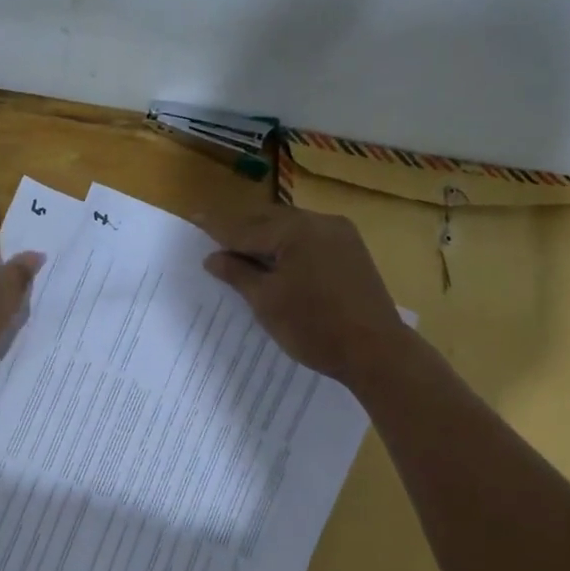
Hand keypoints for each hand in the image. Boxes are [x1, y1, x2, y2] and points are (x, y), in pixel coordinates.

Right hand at [200, 206, 409, 384]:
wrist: (375, 351)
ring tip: (241, 248)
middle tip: (214, 235)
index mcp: (295, 231)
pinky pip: (310, 238)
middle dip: (241, 228)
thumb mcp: (266, 302)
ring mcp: (341, 235)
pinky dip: (288, 244)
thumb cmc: (313, 327)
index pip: (246, 228)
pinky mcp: (352, 251)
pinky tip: (277, 258)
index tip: (194, 219)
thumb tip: (213, 257)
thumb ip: (237, 274)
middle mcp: (320, 222)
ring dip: (265, 236)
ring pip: (291, 227)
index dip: (217, 227)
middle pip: (269, 220)